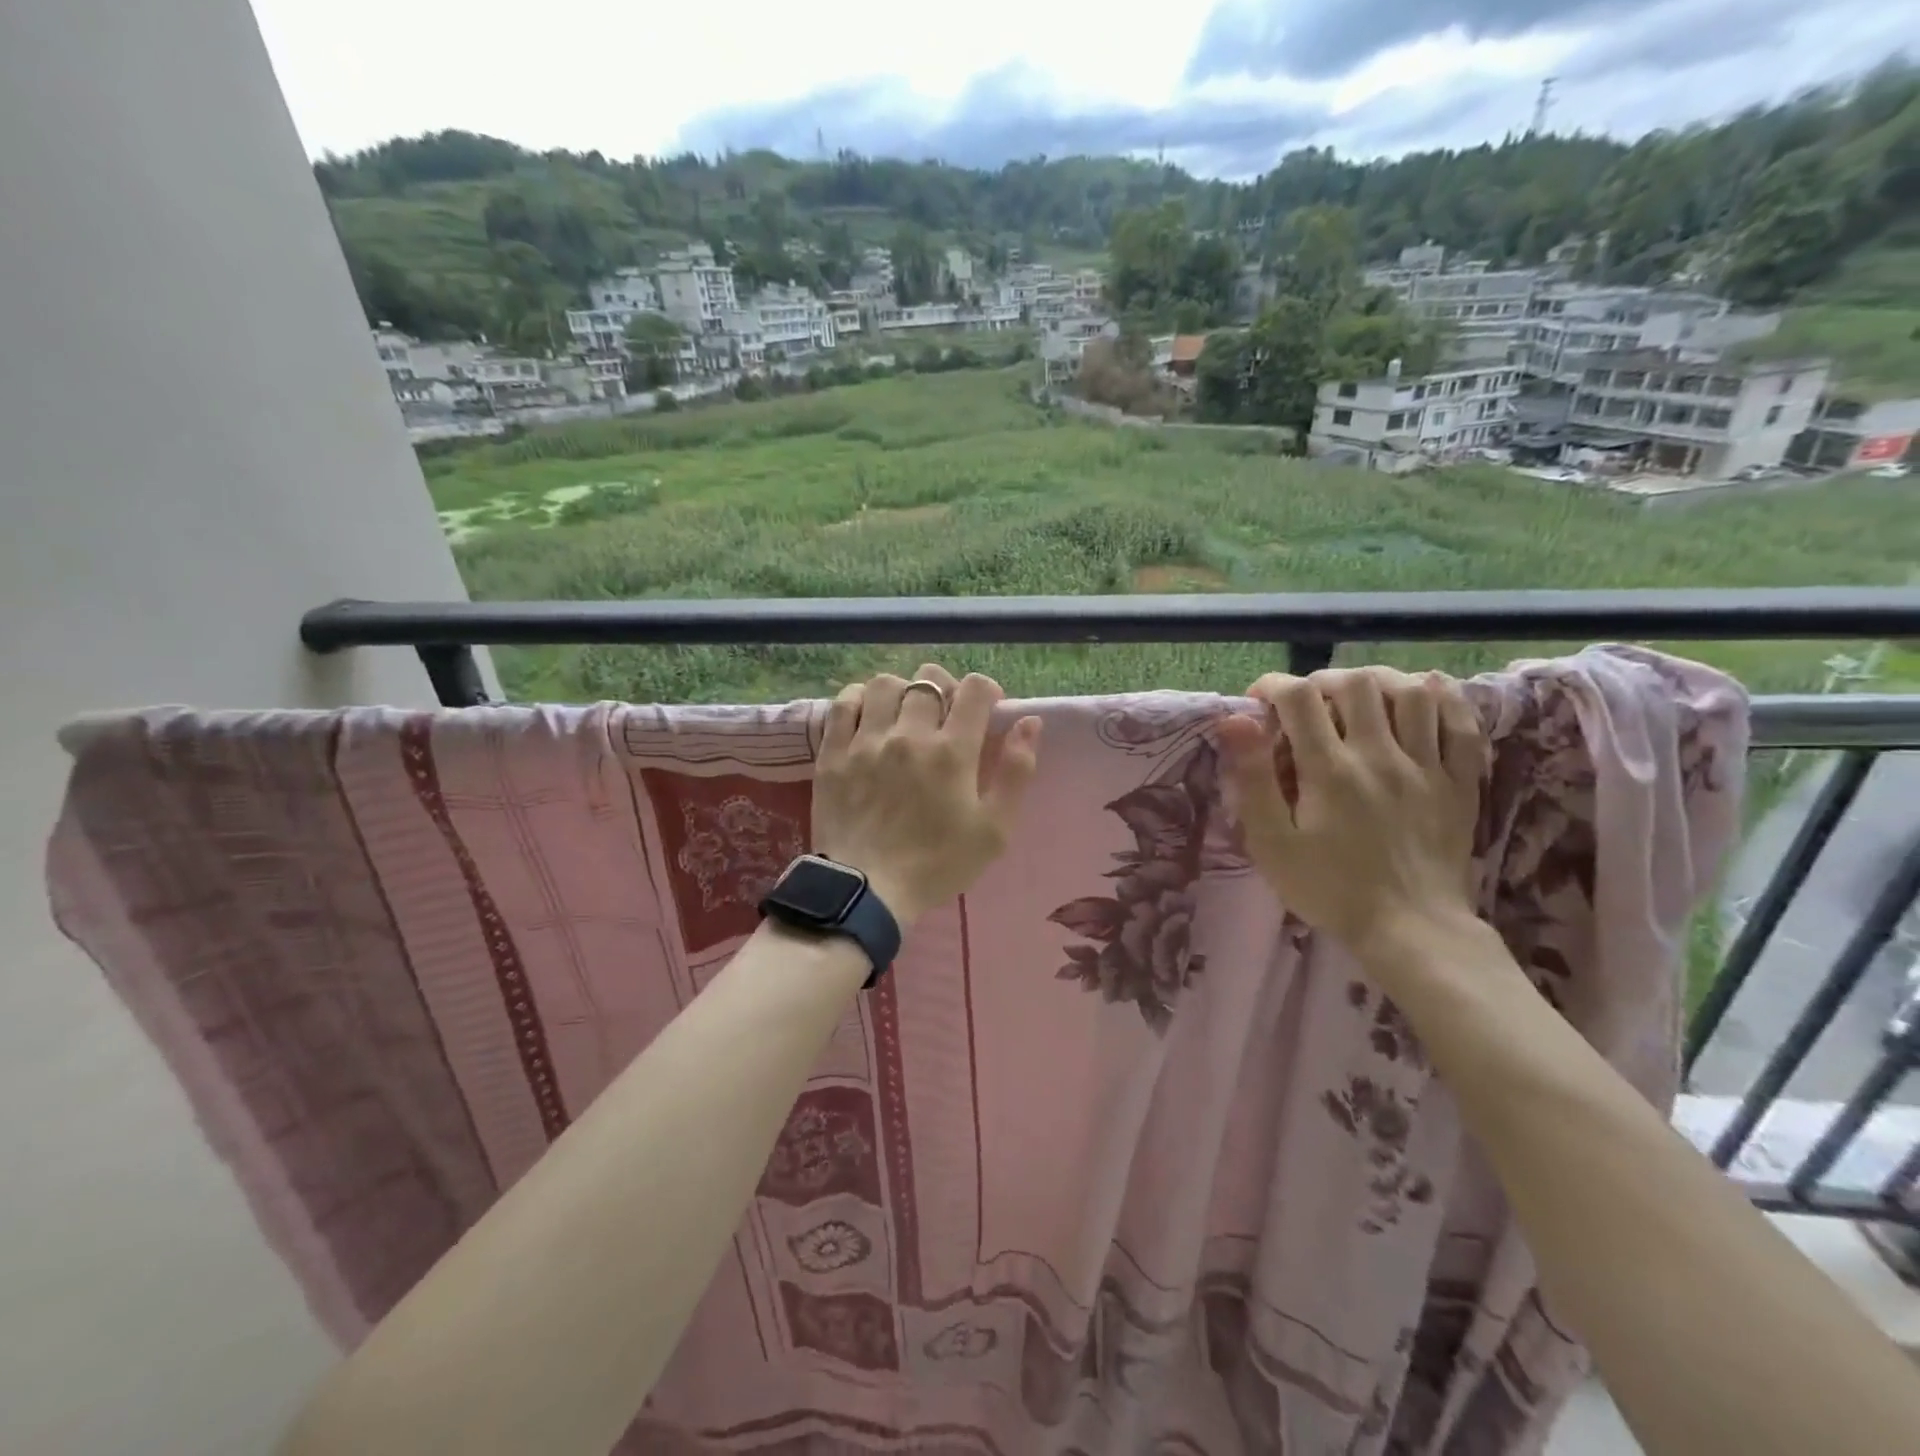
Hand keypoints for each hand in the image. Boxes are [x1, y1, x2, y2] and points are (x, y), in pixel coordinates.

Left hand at [813, 664, 1042, 926]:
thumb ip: (1016, 772)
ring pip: (886, 684)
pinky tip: (869, 715)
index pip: (975, 689)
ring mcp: (866, 741)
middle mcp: (909, 734)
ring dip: (902, 690)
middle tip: (946, 714)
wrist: (867, 890)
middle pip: (929, 680)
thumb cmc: (937, 863)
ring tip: (905, 713)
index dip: (987, 691)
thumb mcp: (994, 829)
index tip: (987, 711)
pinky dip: (859, 699)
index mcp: (953, 751)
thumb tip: (1029, 722)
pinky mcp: (833, 752)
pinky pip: (843, 703)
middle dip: (946, 688)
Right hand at [1216, 667, 1486, 960]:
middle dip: (1323, 681)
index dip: (1274, 686)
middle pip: (1356, 684)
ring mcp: (1427, 766)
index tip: (1259, 700)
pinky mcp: (1460, 783)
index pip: (1299, 698)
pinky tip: (1425, 694)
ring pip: (1412, 693)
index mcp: (1330, 769)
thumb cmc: (1329, 888)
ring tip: (1359, 695)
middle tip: (1307, 702)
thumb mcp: (1272, 842)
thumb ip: (1252, 778)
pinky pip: (1462, 725)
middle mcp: (1380, 755)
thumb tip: (1234, 720)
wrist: (1411, 930)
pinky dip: (1445, 699)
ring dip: (1379, 681)